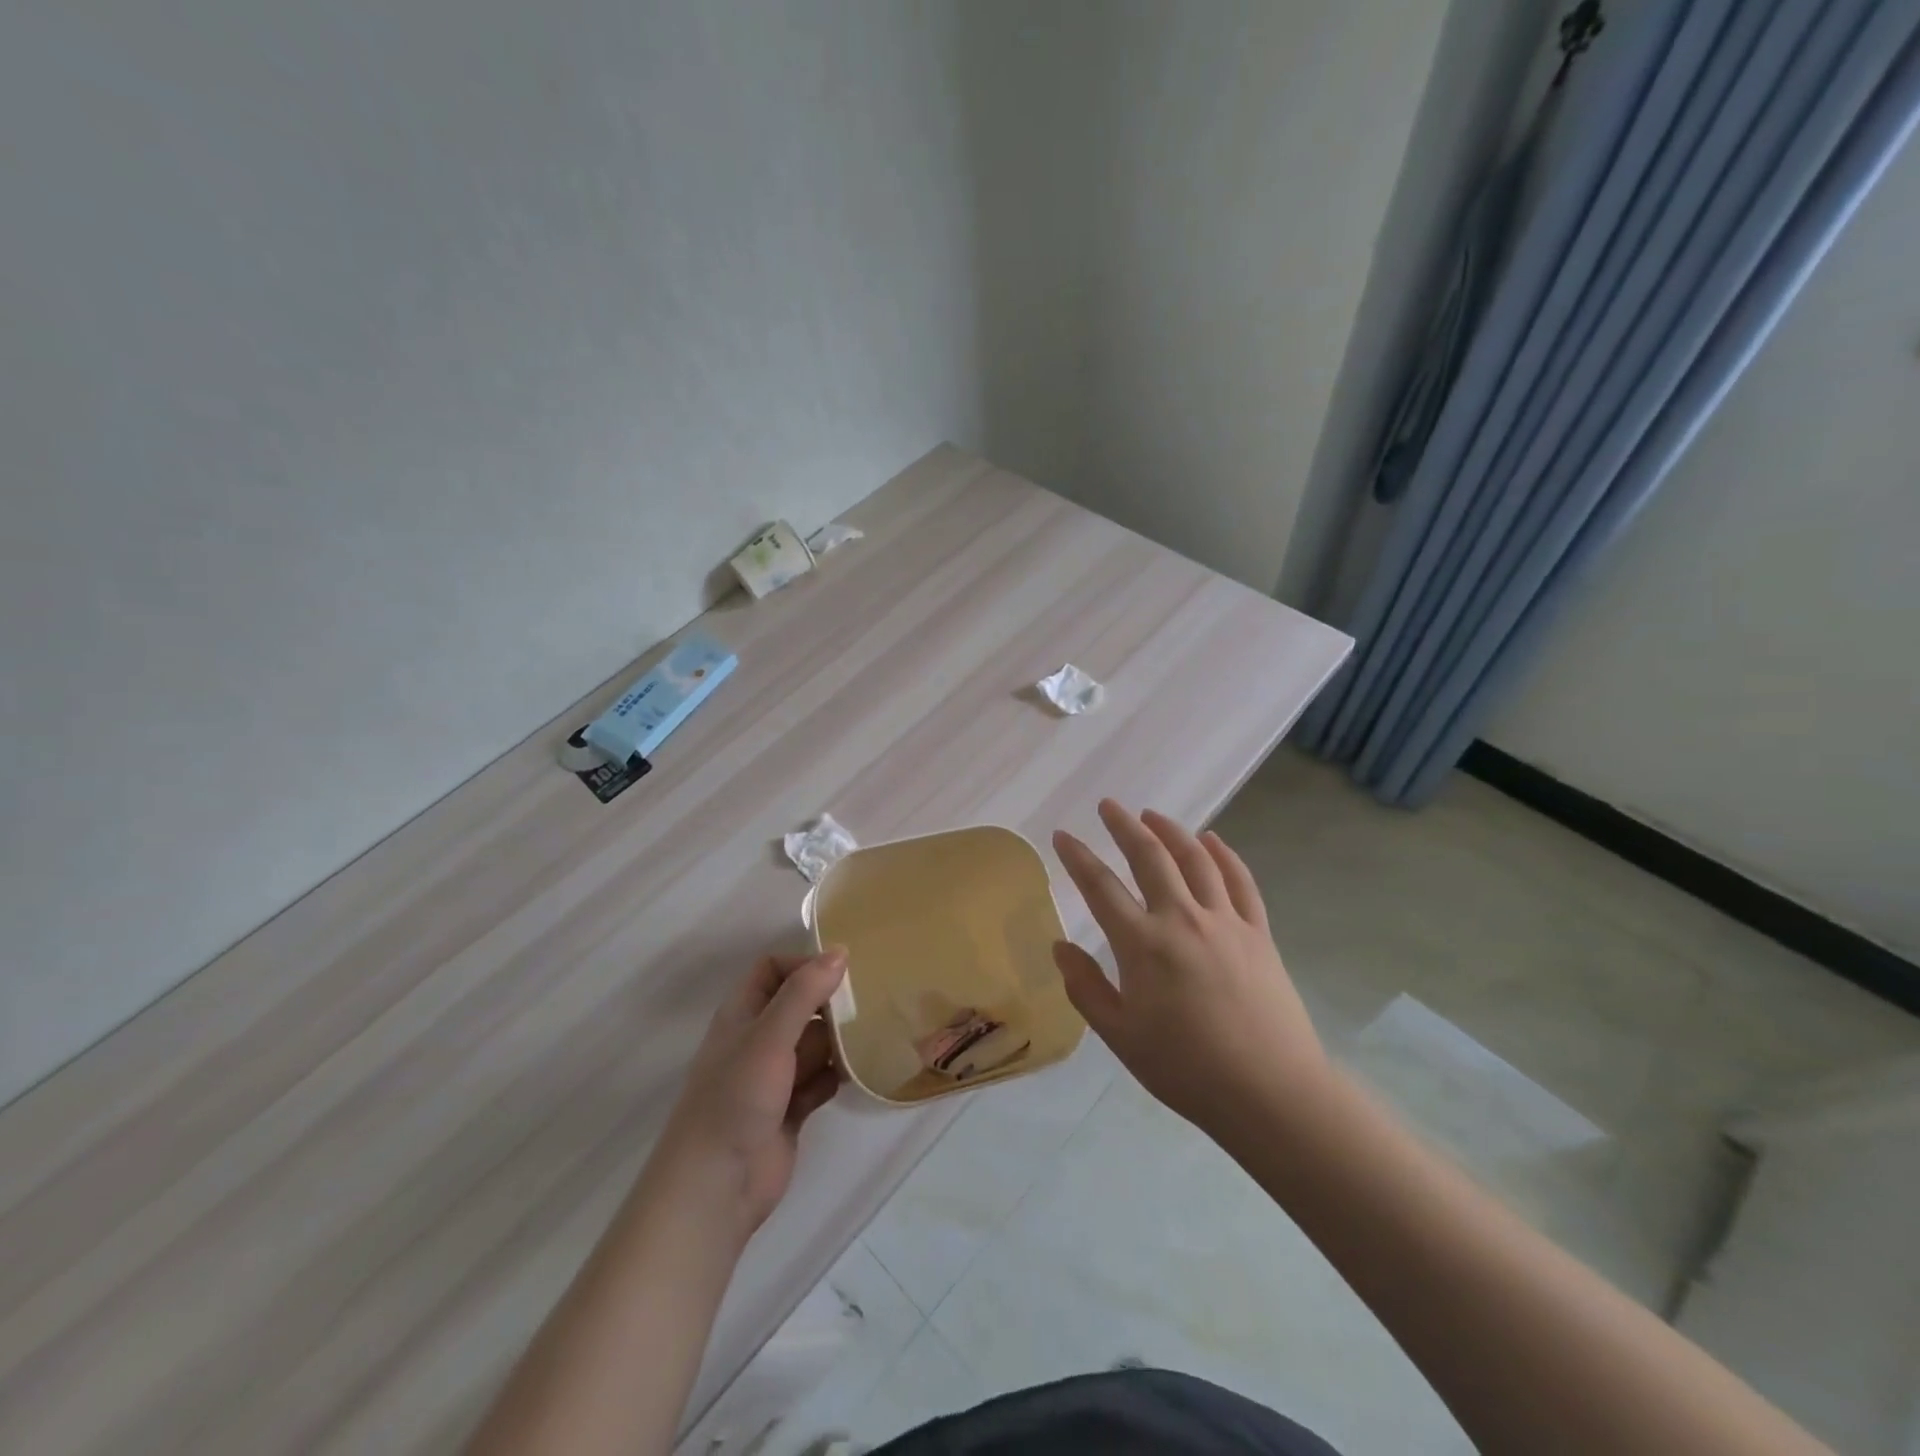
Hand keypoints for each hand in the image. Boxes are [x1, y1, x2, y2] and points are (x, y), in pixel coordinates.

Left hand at [654, 949, 845, 1237]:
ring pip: (814, 1044)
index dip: (803, 964)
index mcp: (742, 1014)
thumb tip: (840, 951)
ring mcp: (774, 1077)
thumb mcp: (769, 1036)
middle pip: (800, 1005)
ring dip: (839, 1041)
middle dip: (830, 1004)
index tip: (842, 972)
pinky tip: (860, 1073)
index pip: (773, 969)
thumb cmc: (736, 1098)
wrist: (716, 1187)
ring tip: (874, 1034)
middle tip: (870, 1002)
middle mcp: (757, 1040)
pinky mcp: (791, 1109)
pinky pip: (821, 1080)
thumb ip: (804, 993)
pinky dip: (837, 1075)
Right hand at [1052, 801, 1327, 1134]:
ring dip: (1171, 830)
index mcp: (1143, 945)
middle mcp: (1183, 919)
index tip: (1062, 835)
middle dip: (1125, 826)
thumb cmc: (1187, 1069)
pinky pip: (1240, 881)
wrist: (1271, 1092)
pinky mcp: (1259, 933)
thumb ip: (1086, 988)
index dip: (1078, 857)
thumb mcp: (1121, 1037)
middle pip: (1150, 857)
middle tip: (1108, 806)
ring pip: (1196, 859)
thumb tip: (1060, 946)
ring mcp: (1226, 922)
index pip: (1101, 887)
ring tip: (1152, 815)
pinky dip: (1224, 855)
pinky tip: (1212, 840)